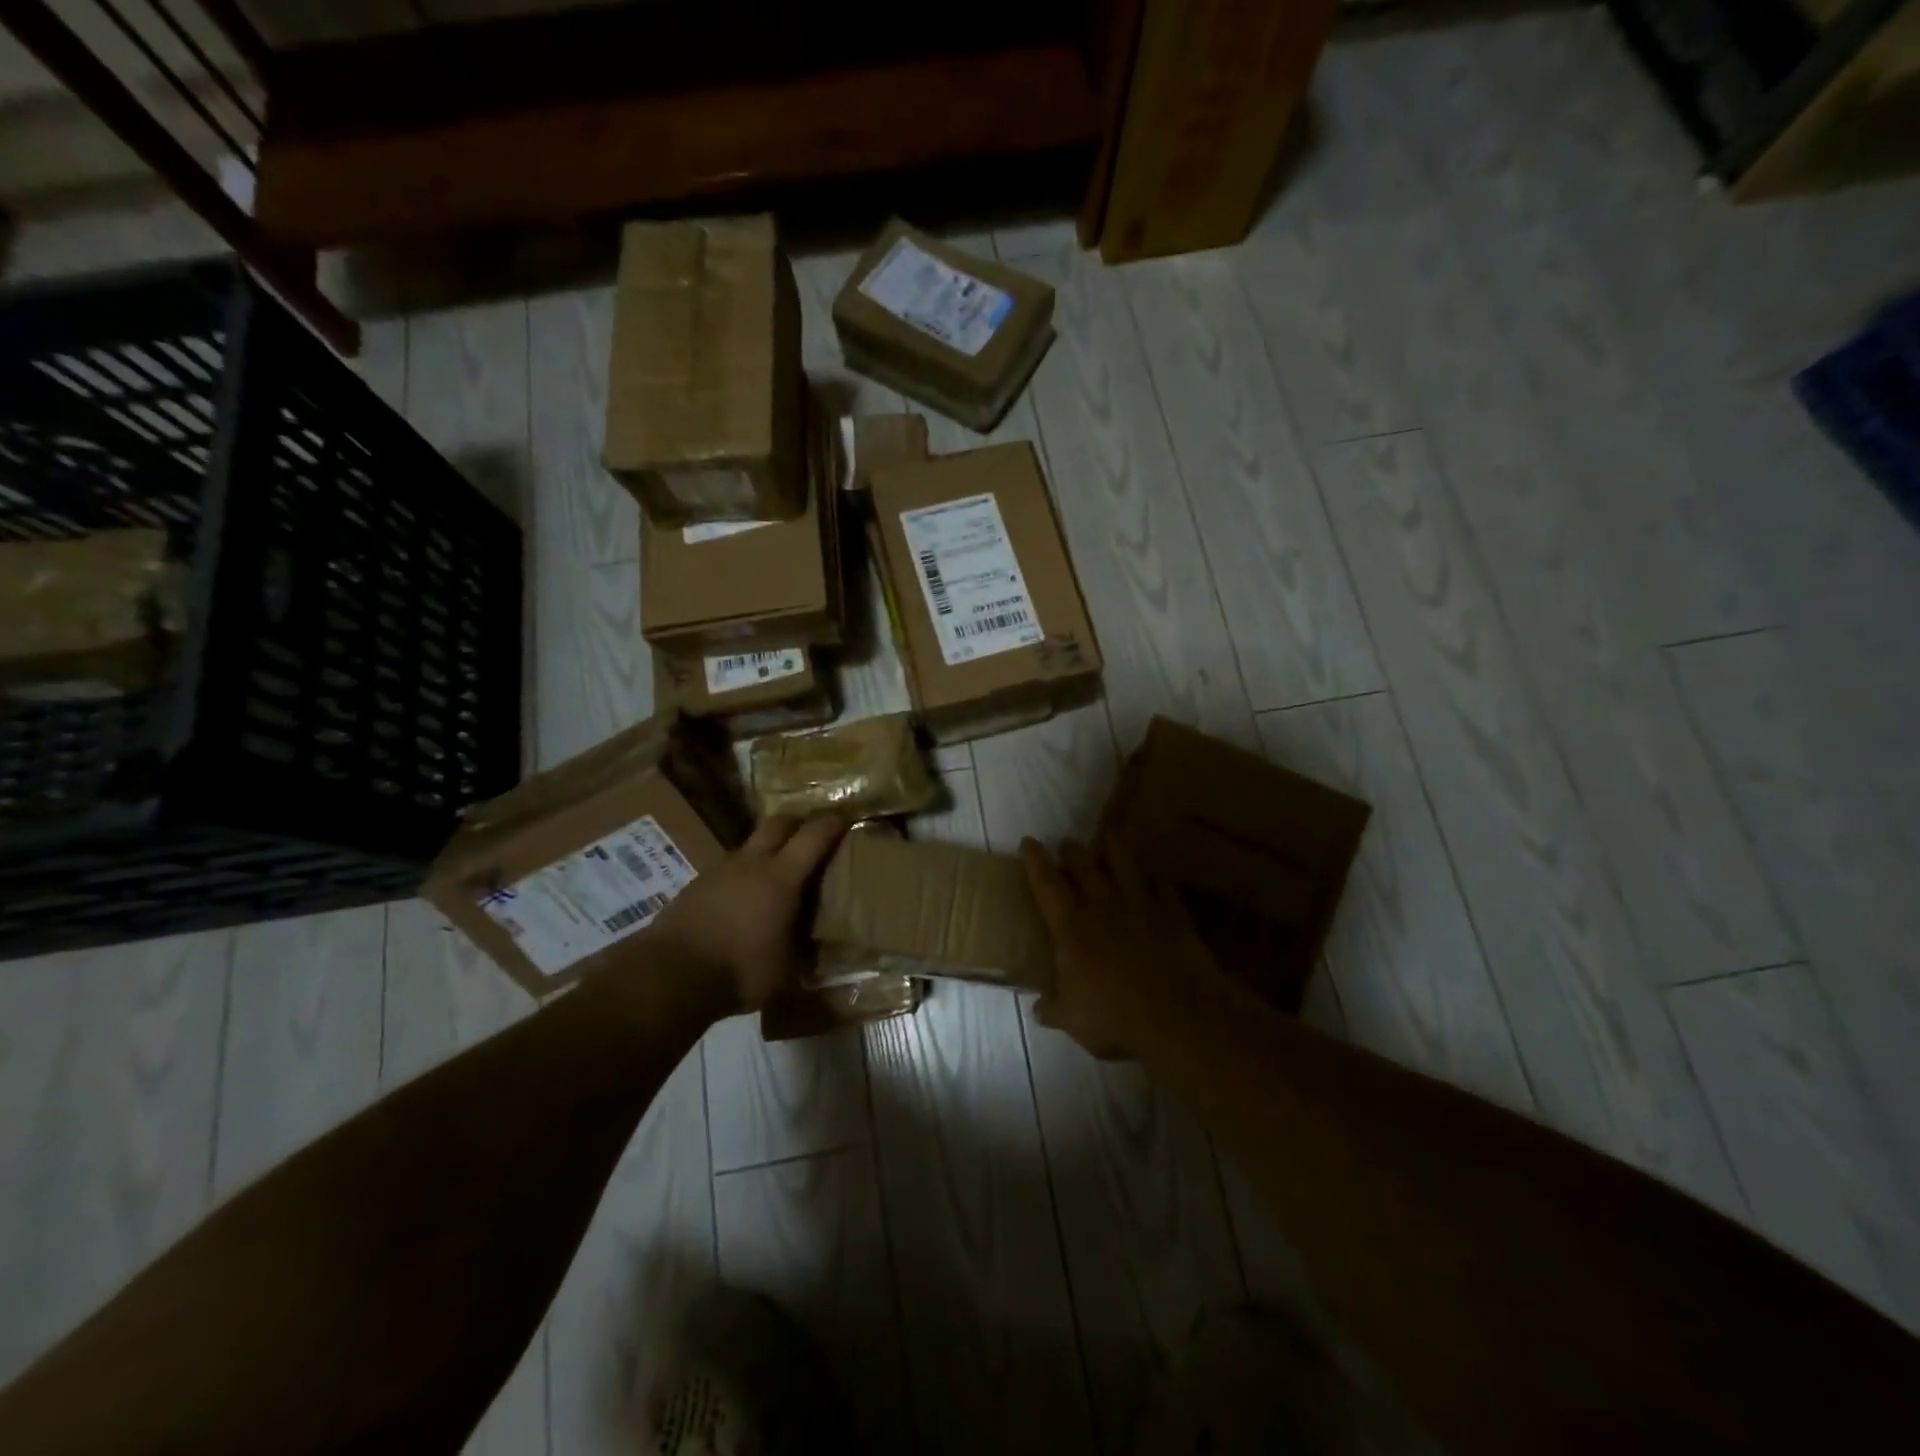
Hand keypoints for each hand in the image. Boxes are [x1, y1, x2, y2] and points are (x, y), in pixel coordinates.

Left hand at [646, 814, 848, 1016]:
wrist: (669, 975)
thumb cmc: (739, 970)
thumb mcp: (786, 972)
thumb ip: (804, 955)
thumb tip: (818, 952)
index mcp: (781, 878)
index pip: (814, 836)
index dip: (832, 822)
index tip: (847, 815)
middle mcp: (751, 864)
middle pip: (778, 823)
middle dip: (797, 823)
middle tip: (810, 834)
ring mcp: (719, 871)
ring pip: (749, 846)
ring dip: (765, 850)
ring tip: (774, 874)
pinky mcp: (695, 886)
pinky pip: (726, 869)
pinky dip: (740, 875)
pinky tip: (741, 900)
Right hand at [1020, 837, 1224, 1059]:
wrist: (1178, 1019)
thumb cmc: (1115, 1018)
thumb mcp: (1072, 1020)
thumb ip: (1053, 1008)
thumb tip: (1039, 1007)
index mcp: (1072, 928)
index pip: (1047, 883)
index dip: (1035, 860)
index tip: (1028, 841)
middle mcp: (1104, 907)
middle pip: (1085, 865)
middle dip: (1073, 850)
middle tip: (1068, 843)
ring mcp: (1142, 907)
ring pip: (1125, 864)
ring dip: (1114, 848)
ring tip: (1108, 837)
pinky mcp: (1174, 915)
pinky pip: (1163, 887)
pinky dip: (1155, 878)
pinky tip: (1154, 876)